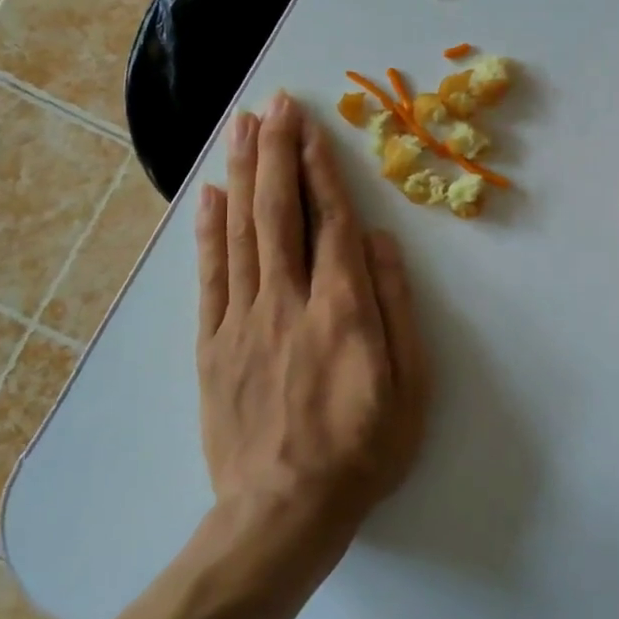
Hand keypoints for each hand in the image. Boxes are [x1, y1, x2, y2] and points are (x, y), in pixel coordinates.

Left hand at [194, 92, 431, 550]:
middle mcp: (288, 301)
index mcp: (343, 309)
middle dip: (277, 151)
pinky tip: (209, 193)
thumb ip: (396, 307)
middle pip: (279, 211)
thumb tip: (379, 241)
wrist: (283, 515)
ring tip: (242, 127)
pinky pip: (208, 276)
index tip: (311, 125)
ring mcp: (243, 320)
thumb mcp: (411, 385)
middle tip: (274, 104)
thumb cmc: (364, 449)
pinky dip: (207, 230)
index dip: (320, 168)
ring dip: (243, 173)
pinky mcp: (212, 344)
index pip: (329, 221)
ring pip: (240, 232)